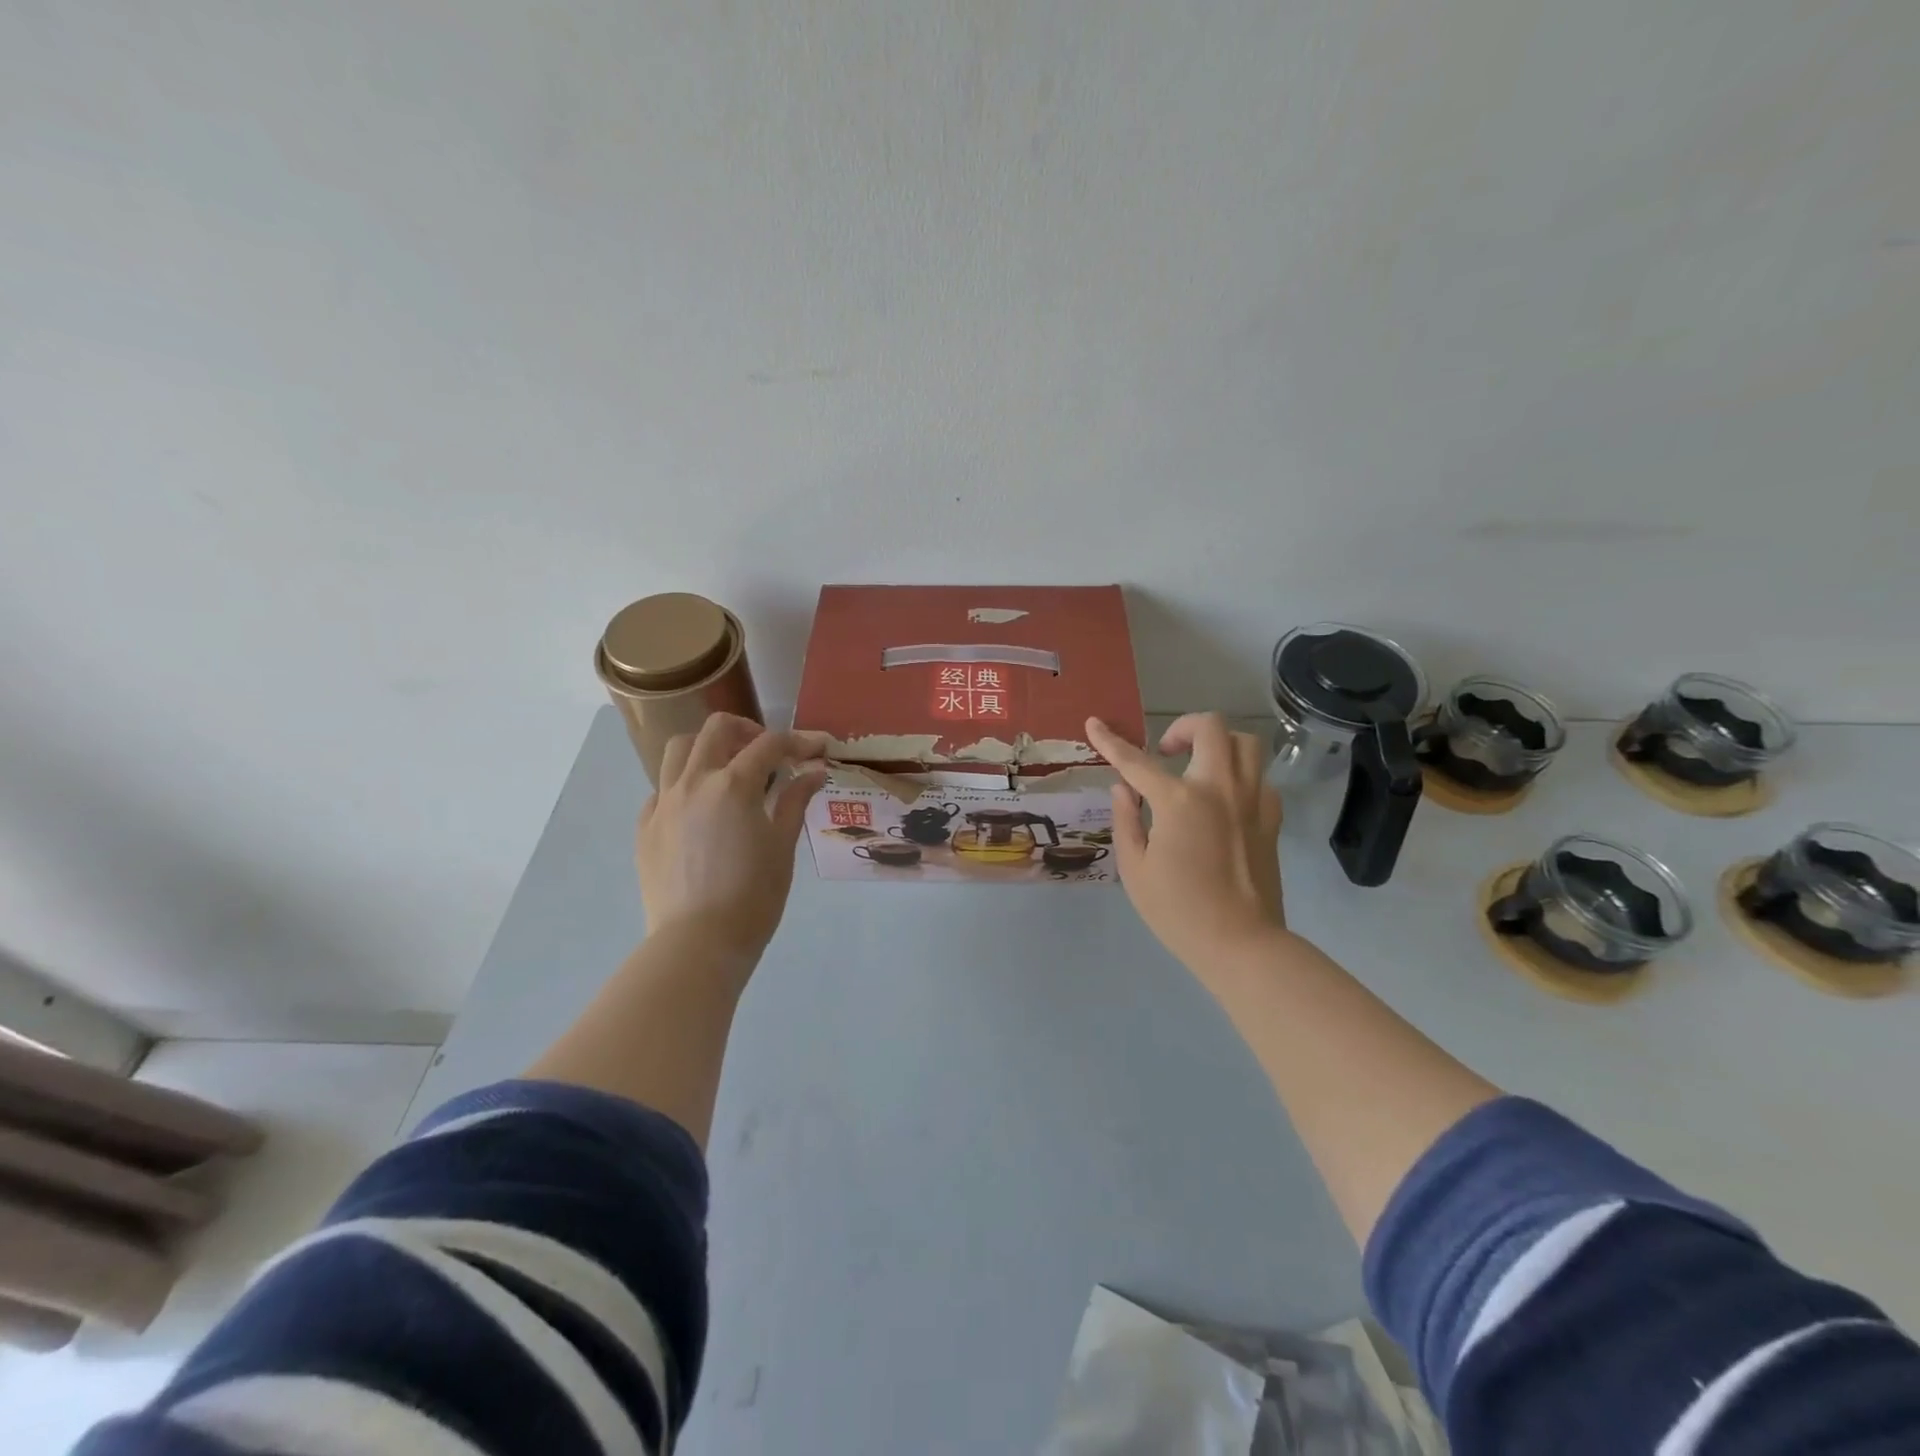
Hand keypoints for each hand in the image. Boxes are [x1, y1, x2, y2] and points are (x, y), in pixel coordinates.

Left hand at [638, 714, 828, 970]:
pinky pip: (661, 789)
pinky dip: (684, 785)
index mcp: (733, 785)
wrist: (697, 942)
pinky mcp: (645, 827)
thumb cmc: (753, 897)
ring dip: (707, 747)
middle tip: (769, 753)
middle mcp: (694, 782)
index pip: (771, 744)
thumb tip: (815, 772)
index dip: (799, 741)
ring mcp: (663, 803)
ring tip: (728, 769)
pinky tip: (701, 810)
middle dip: (749, 730)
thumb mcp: (783, 846)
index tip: (818, 749)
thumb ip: (795, 801)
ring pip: (678, 750)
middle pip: (717, 729)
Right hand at [1085, 712, 1285, 973]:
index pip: (1136, 761)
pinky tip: (1223, 799)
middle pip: (1209, 728)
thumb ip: (1126, 820)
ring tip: (1199, 765)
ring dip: (1218, 743)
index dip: (1110, 741)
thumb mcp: (1135, 869)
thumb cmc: (1178, 911)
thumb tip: (1123, 788)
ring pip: (1246, 743)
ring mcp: (1252, 800)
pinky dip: (1239, 776)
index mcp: (1179, 802)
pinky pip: (1260, 777)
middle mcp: (1219, 788)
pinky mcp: (1271, 818)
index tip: (1094, 722)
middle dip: (1181, 727)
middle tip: (1166, 751)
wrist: (1241, 944)